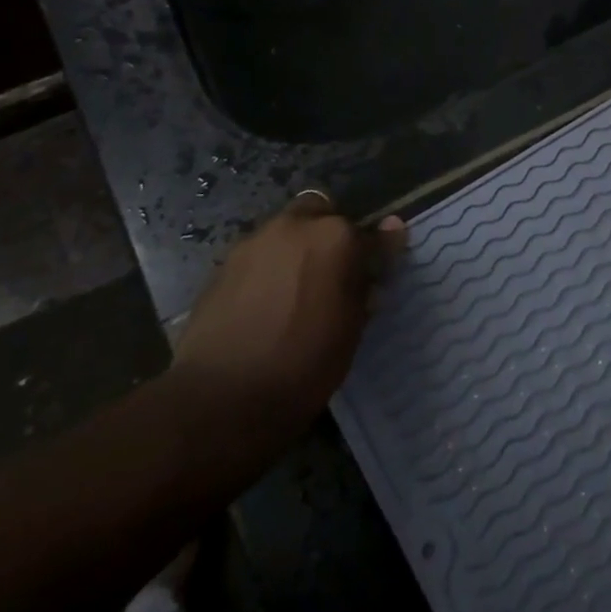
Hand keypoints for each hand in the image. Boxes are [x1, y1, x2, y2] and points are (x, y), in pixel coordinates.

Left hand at [169, 194, 406, 441]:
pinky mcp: (223, 263)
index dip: (375, 252)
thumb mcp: (352, 326)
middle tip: (331, 274)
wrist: (222, 398)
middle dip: (329, 235)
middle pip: (322, 212)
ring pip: (286, 231)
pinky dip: (267, 269)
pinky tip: (263, 304)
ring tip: (294, 292)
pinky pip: (258, 254)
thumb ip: (368, 274)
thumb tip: (389, 237)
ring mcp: (254, 241)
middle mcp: (295, 226)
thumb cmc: (304, 365)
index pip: (370, 232)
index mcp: (335, 237)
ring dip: (296, 250)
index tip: (376, 271)